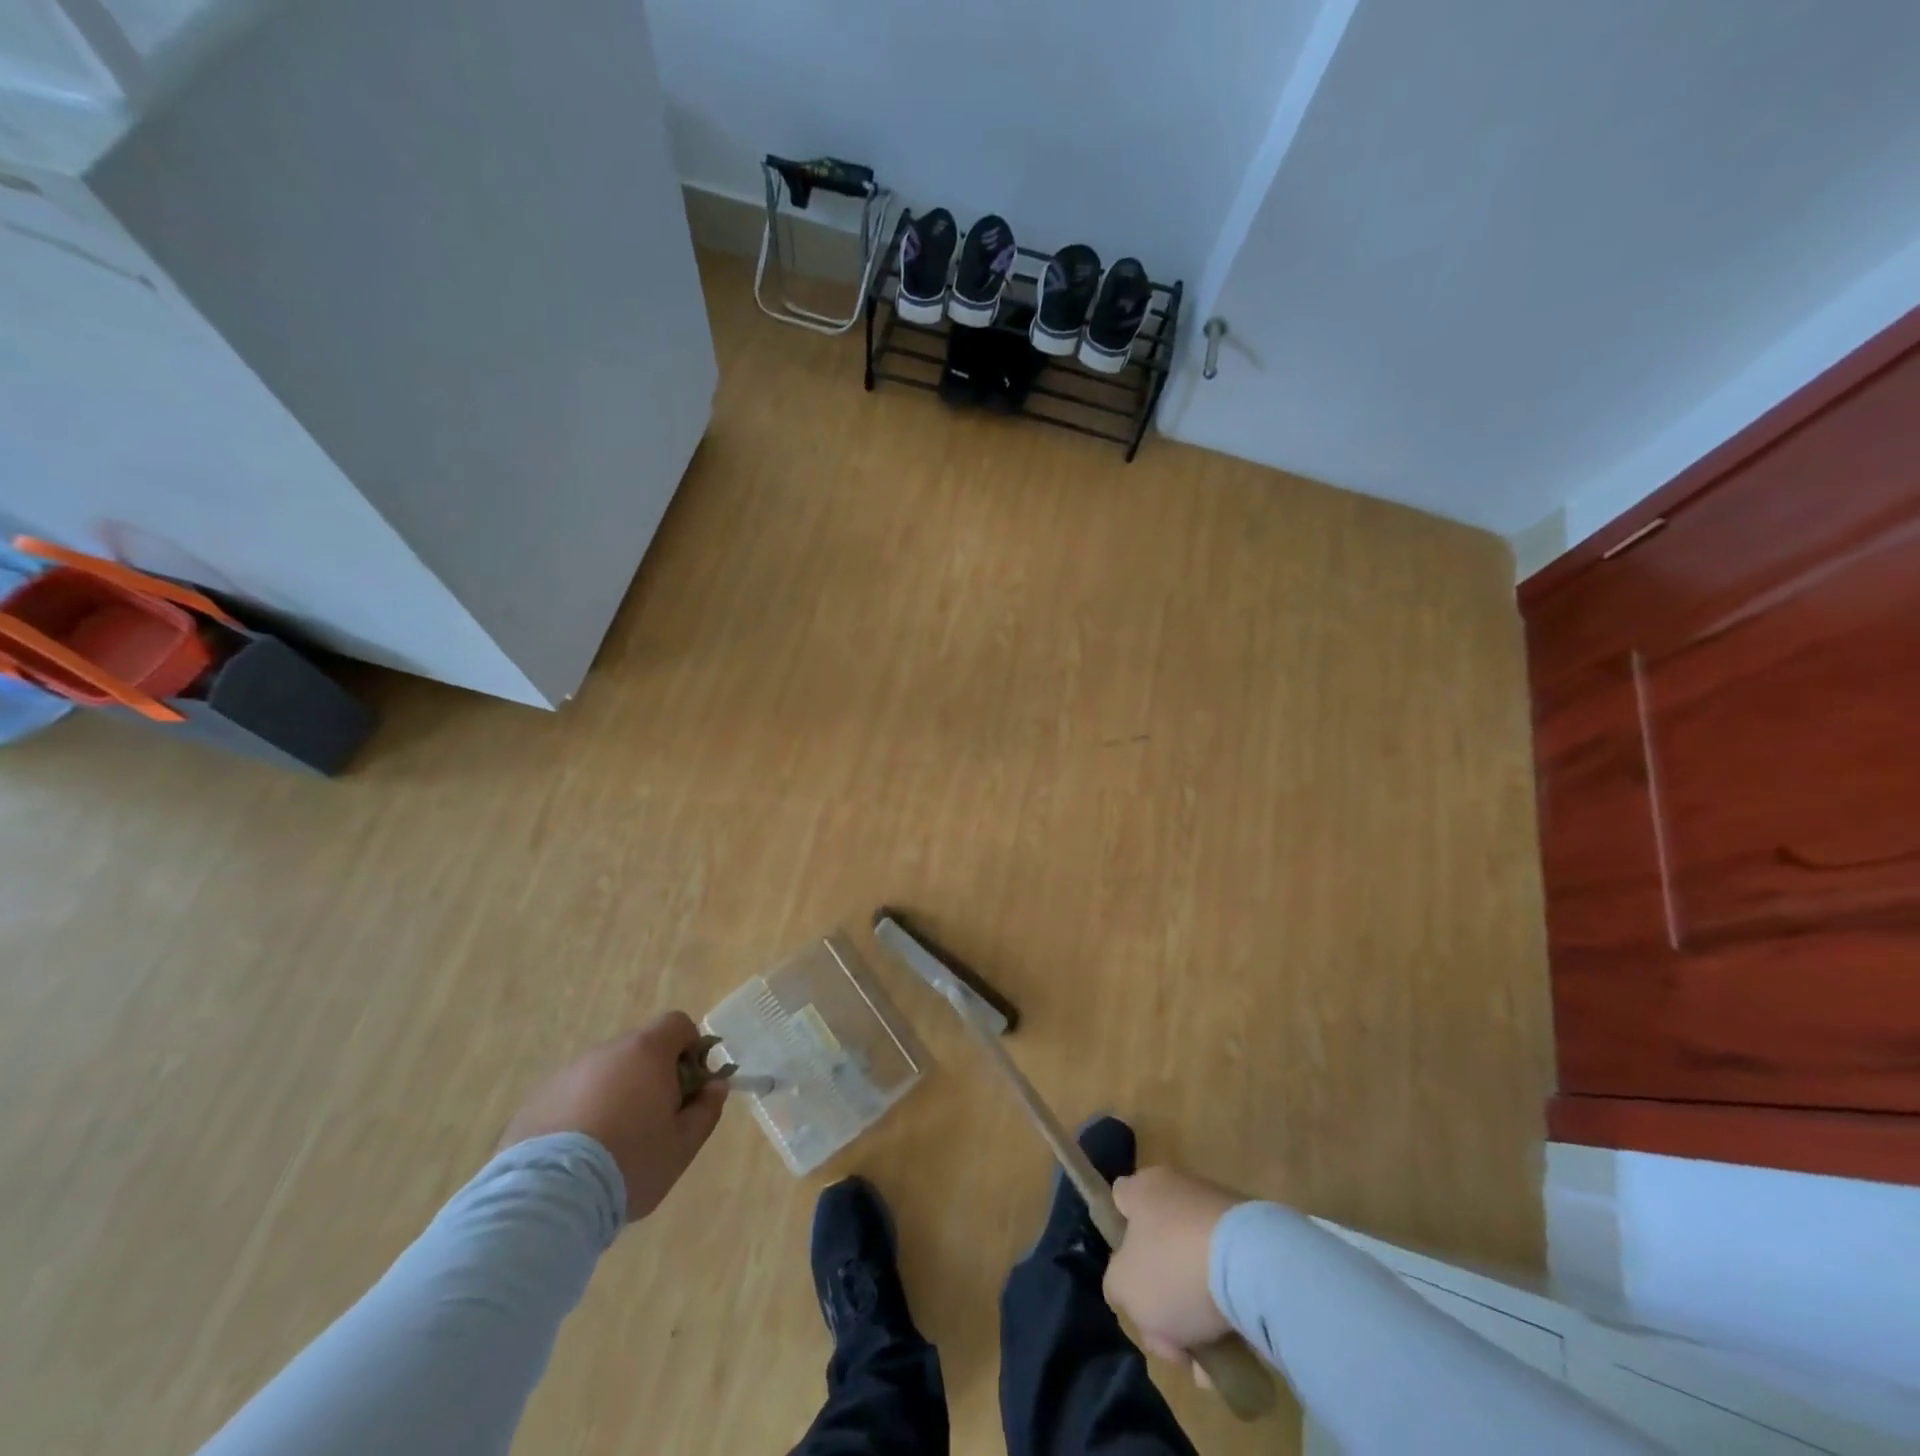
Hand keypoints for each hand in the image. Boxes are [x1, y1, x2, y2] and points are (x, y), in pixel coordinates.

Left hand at [498, 1012, 725, 1220]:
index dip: (690, 1048)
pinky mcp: (535, 1102)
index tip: (689, 1085)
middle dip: (652, 1075)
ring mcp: (566, 1075)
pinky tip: (577, 1156)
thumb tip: (715, 1085)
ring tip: (611, 1143)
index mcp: (646, 1052)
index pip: (677, 1024)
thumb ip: (706, 1109)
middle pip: (639, 1049)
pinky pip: (571, 1097)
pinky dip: (581, 1114)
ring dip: (615, 1094)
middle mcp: (606, 1052)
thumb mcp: (683, 1145)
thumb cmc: (629, 1163)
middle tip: (653, 1119)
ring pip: (604, 1074)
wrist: (547, 1199)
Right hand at [1104, 1166, 1244, 1364]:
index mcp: (1143, 1188)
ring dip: (1197, 1316)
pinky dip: (1227, 1313)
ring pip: (1195, 1269)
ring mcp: (1219, 1211)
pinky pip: (1230, 1279)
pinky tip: (1232, 1354)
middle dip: (1162, 1299)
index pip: (1120, 1200)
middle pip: (1159, 1247)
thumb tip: (1128, 1287)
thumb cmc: (1174, 1268)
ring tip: (1206, 1364)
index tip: (1129, 1277)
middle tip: (1170, 1342)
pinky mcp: (1255, 1238)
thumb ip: (1116, 1285)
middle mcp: (1179, 1189)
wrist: (1256, 1267)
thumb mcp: (1124, 1286)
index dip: (1119, 1236)